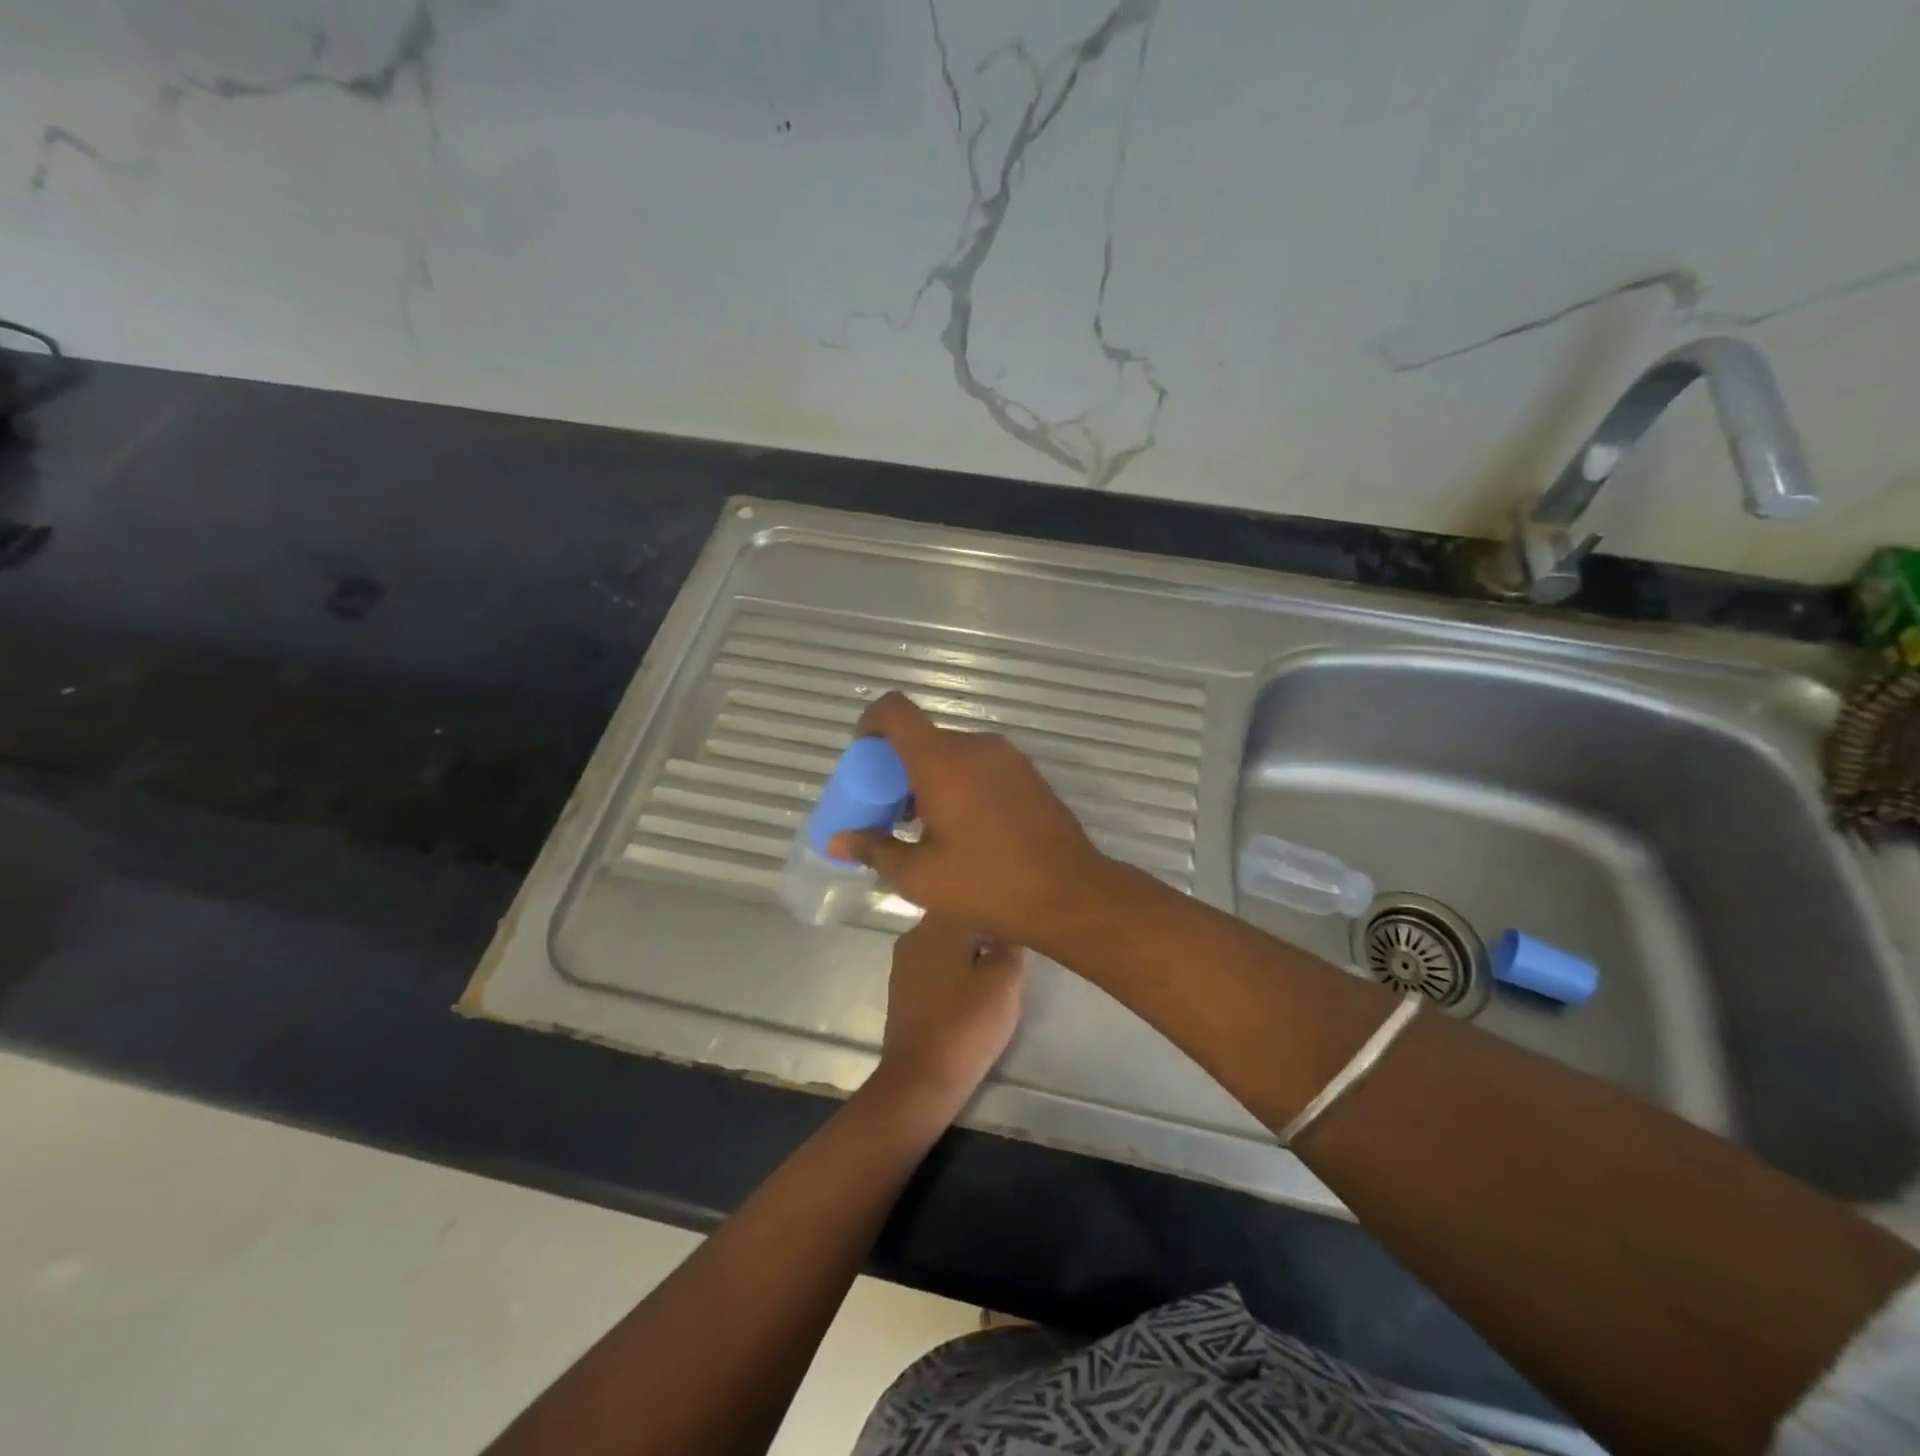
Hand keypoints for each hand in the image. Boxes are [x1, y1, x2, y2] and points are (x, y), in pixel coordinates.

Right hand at [829, 692, 1112, 950]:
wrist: (1070, 894)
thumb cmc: (988, 884)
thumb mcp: (920, 876)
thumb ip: (874, 850)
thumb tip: (836, 841)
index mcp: (942, 760)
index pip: (895, 711)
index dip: (870, 724)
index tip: (862, 759)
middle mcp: (975, 746)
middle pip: (923, 738)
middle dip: (897, 768)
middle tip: (889, 813)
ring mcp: (1007, 758)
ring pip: (953, 754)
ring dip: (930, 779)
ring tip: (924, 829)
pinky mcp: (1028, 775)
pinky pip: (980, 766)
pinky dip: (959, 783)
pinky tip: (962, 830)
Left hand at [871, 913, 1024, 1112]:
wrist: (920, 1079)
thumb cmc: (966, 1022)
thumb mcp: (1006, 980)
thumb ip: (1013, 944)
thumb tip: (1012, 927)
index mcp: (937, 923)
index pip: (973, 898)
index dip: (999, 908)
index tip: (1020, 922)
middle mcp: (914, 935)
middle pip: (959, 922)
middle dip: (985, 932)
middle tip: (1015, 950)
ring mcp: (904, 964)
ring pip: (946, 946)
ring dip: (970, 955)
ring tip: (997, 972)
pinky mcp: (902, 991)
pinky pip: (935, 970)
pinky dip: (954, 975)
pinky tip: (972, 991)